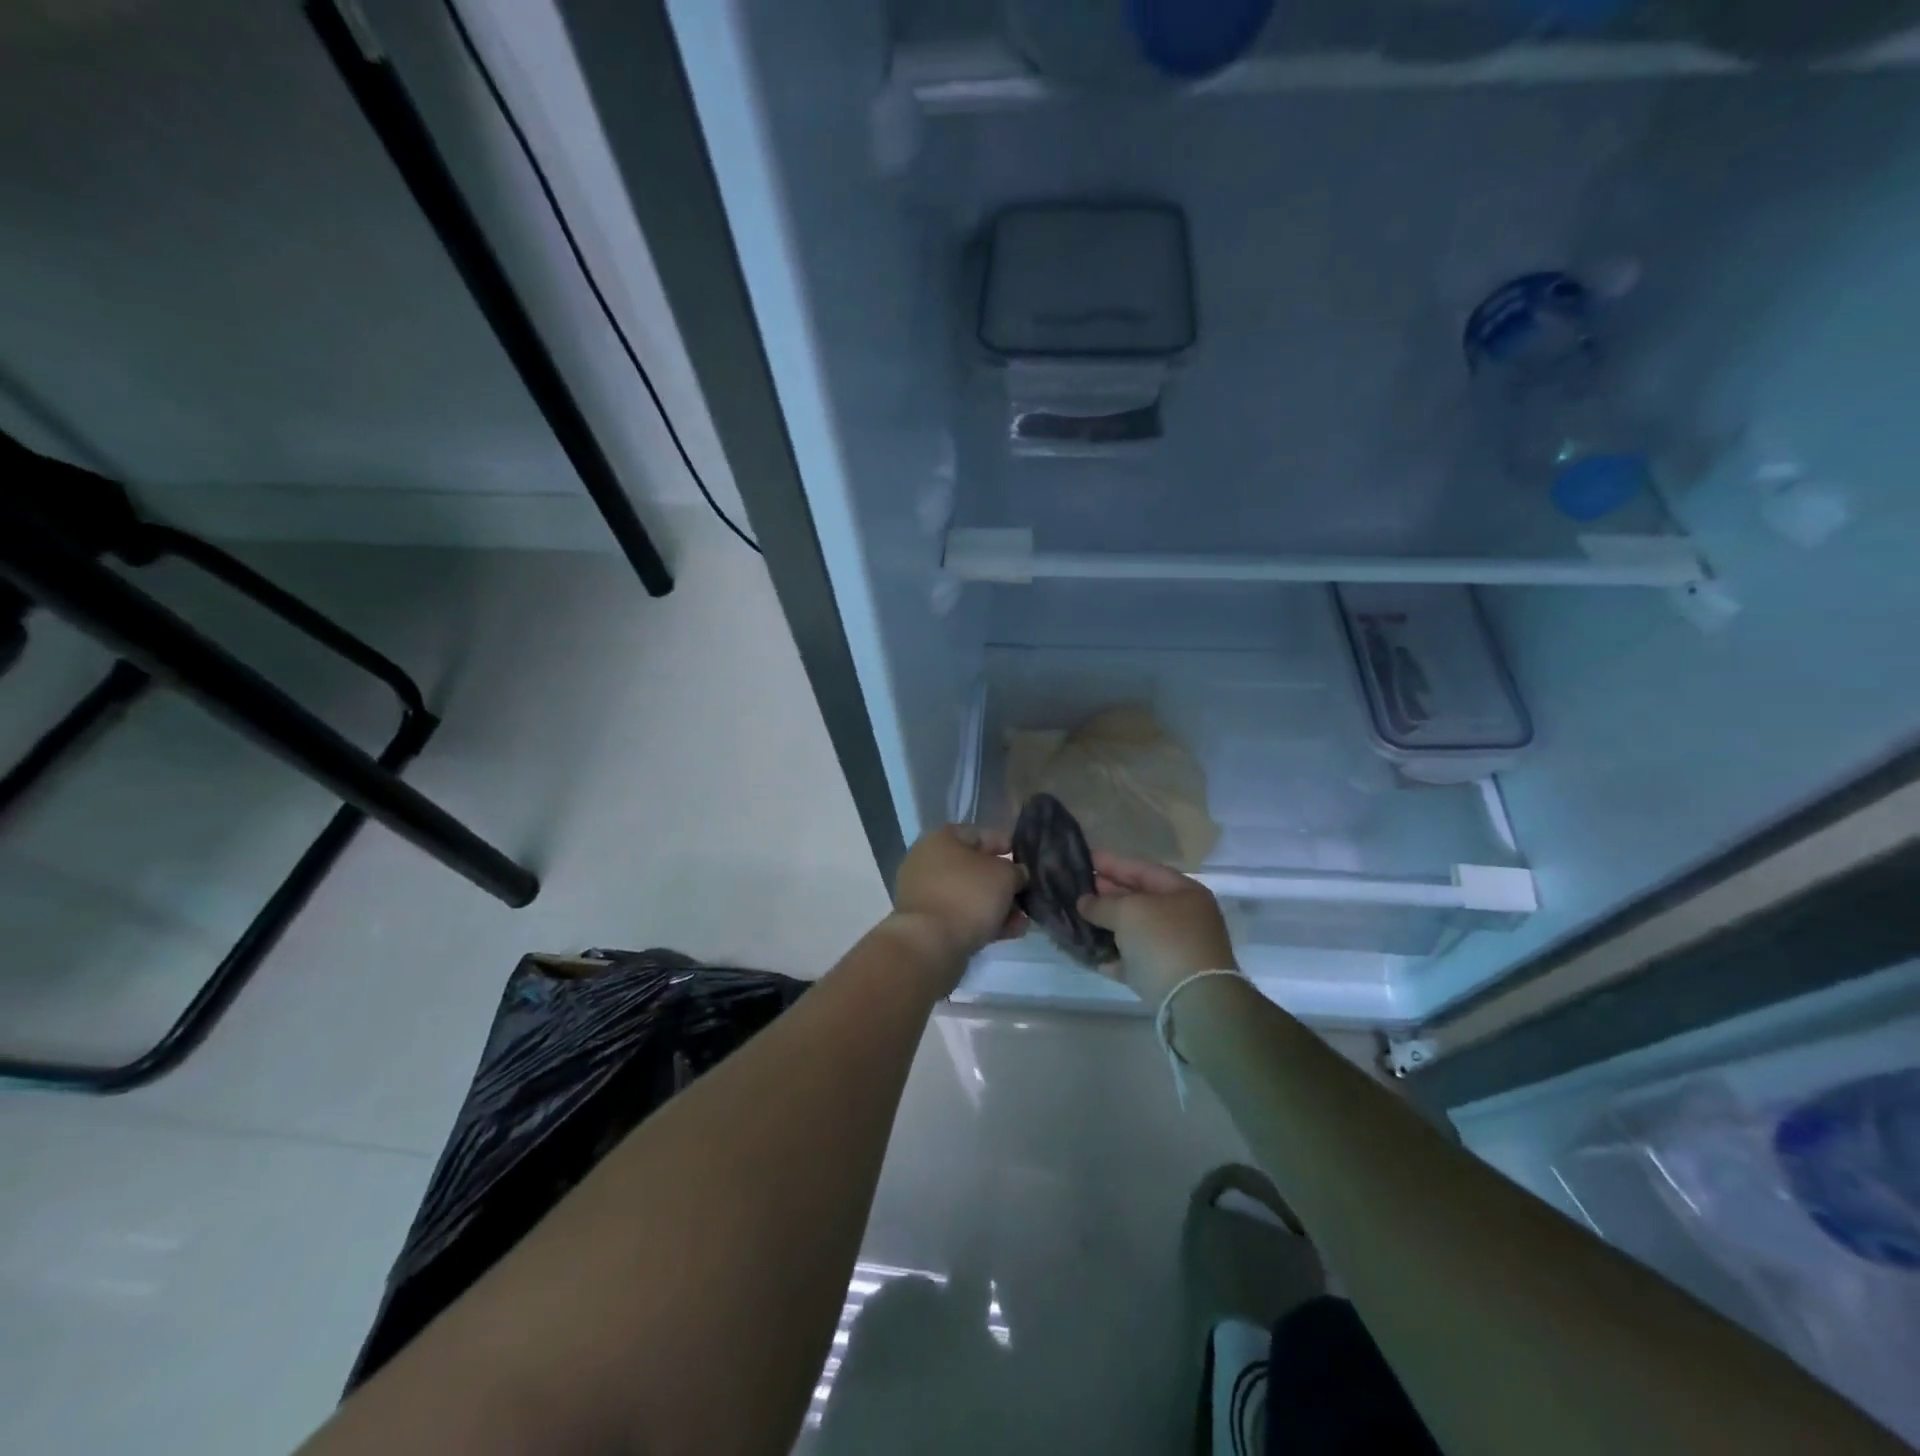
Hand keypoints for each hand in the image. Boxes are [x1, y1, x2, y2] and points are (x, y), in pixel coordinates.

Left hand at [887, 825, 1028, 984]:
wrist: (930, 944)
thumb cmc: (968, 896)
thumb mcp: (1004, 875)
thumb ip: (1015, 871)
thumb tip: (1016, 875)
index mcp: (941, 839)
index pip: (980, 834)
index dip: (1006, 845)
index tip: (1027, 860)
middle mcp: (928, 862)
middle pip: (974, 868)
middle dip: (1003, 882)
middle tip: (1026, 893)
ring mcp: (925, 894)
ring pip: (969, 895)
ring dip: (997, 905)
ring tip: (1024, 920)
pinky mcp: (927, 923)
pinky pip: (961, 915)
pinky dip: (984, 921)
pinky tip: (1012, 932)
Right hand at [1077, 851, 1236, 1004]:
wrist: (1194, 1002)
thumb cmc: (1164, 941)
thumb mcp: (1128, 912)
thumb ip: (1102, 903)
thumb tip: (1084, 902)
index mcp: (1183, 892)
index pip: (1142, 868)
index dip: (1111, 862)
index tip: (1081, 859)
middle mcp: (1183, 917)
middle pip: (1138, 898)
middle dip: (1105, 893)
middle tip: (1073, 887)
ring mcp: (1175, 948)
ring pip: (1133, 930)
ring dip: (1106, 924)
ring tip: (1075, 917)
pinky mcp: (1165, 977)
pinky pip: (1132, 959)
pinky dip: (1112, 955)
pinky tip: (1088, 951)